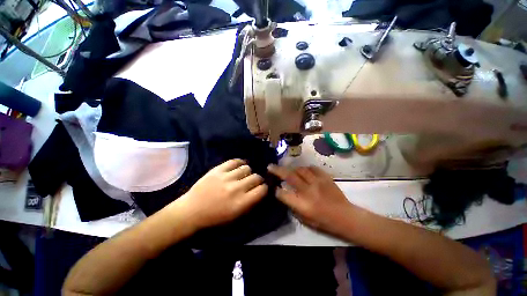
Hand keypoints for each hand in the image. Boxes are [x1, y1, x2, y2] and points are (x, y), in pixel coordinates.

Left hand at [177, 159, 267, 229]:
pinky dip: (239, 163)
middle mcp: (236, 188)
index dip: (264, 188)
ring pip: (247, 168)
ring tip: (244, 175)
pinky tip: (239, 166)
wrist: (192, 210)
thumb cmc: (215, 217)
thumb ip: (251, 203)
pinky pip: (234, 161)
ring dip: (248, 172)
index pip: (262, 189)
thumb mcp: (236, 216)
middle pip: (256, 177)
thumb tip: (261, 190)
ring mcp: (226, 177)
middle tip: (253, 182)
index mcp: (241, 203)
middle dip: (257, 180)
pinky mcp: (218, 169)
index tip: (261, 188)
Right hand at [267, 165, 357, 235]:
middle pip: (289, 176)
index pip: (283, 194)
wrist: (346, 217)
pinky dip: (306, 169)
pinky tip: (304, 171)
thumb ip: (293, 206)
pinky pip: (312, 168)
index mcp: (303, 205)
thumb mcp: (305, 220)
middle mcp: (308, 191)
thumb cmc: (324, 222)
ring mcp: (317, 182)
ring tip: (289, 170)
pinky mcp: (325, 178)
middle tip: (270, 166)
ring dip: (292, 169)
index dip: (276, 190)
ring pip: (300, 170)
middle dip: (277, 170)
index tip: (273, 187)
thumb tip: (284, 194)